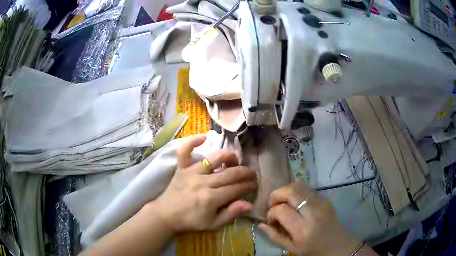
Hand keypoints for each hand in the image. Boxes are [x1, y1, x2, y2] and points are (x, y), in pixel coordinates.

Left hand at [148, 134, 256, 232]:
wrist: (166, 214)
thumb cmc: (190, 220)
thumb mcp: (213, 224)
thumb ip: (231, 214)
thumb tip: (249, 204)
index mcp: (211, 198)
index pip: (236, 188)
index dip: (248, 186)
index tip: (255, 185)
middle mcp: (203, 182)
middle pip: (230, 173)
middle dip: (245, 172)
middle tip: (252, 174)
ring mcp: (191, 172)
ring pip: (213, 158)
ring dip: (228, 156)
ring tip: (235, 160)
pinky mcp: (181, 168)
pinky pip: (185, 150)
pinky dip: (192, 142)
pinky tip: (203, 137)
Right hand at [258, 182, 359, 255]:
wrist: (337, 244)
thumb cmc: (313, 250)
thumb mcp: (291, 247)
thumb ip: (274, 235)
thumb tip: (260, 223)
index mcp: (303, 229)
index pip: (281, 210)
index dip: (271, 212)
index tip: (271, 219)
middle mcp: (313, 212)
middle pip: (291, 191)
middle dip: (276, 194)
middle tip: (273, 204)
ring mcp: (321, 203)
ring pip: (299, 185)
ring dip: (286, 191)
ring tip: (283, 202)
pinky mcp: (325, 199)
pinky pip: (307, 189)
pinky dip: (296, 192)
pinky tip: (295, 204)